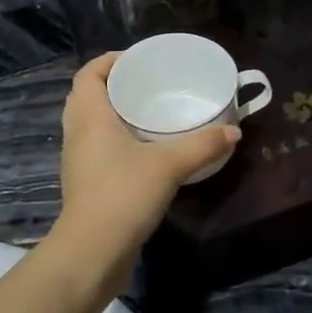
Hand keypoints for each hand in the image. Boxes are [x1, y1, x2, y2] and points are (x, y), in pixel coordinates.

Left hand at [54, 53, 239, 260]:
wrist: (92, 252)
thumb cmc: (123, 195)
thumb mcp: (169, 165)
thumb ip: (202, 145)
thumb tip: (233, 131)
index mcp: (89, 116)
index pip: (88, 73)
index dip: (109, 60)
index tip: (138, 60)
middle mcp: (77, 133)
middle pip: (87, 96)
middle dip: (114, 85)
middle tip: (148, 84)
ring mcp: (78, 160)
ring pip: (91, 123)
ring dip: (113, 113)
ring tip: (149, 112)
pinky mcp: (85, 183)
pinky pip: (96, 147)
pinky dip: (115, 139)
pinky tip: (144, 150)